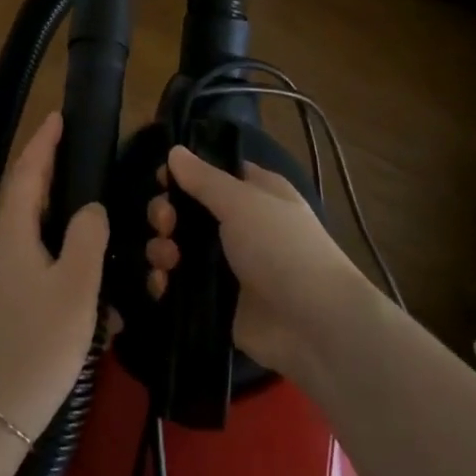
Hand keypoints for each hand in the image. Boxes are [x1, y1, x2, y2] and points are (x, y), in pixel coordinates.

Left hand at [0, 112, 109, 441]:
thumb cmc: (36, 345)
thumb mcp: (75, 287)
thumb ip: (86, 238)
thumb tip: (89, 209)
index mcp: (11, 236)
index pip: (26, 174)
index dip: (42, 143)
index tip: (56, 117)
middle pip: (28, 206)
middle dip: (57, 186)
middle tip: (88, 174)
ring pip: (37, 248)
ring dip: (68, 243)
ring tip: (104, 252)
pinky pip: (36, 281)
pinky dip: (64, 280)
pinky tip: (93, 307)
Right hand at [146, 144, 369, 378]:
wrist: (313, 324)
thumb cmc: (281, 248)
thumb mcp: (242, 202)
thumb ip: (203, 178)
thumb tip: (175, 151)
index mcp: (253, 194)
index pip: (210, 174)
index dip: (183, 174)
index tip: (161, 179)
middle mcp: (238, 226)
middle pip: (186, 211)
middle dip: (165, 213)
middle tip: (165, 223)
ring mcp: (226, 266)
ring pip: (177, 247)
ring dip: (161, 248)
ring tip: (167, 259)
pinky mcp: (216, 301)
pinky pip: (179, 285)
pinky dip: (165, 283)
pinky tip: (163, 284)